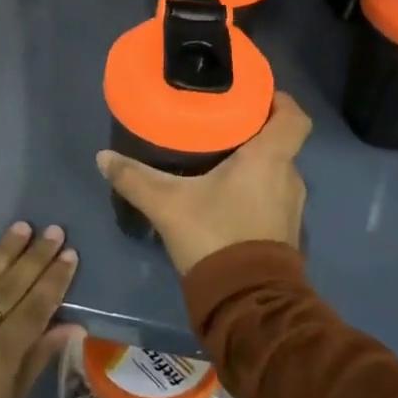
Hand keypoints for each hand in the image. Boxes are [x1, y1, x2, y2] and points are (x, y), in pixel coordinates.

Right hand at [95, 92, 311, 277]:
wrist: (246, 303)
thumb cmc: (215, 237)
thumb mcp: (168, 204)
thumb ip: (135, 178)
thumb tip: (103, 156)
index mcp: (270, 158)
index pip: (293, 116)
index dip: (279, 100)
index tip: (252, 95)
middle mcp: (289, 177)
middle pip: (280, 141)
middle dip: (254, 131)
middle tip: (220, 123)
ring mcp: (291, 207)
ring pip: (275, 170)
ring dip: (253, 163)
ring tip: (218, 157)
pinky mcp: (285, 231)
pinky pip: (272, 195)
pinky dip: (254, 188)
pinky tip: (225, 194)